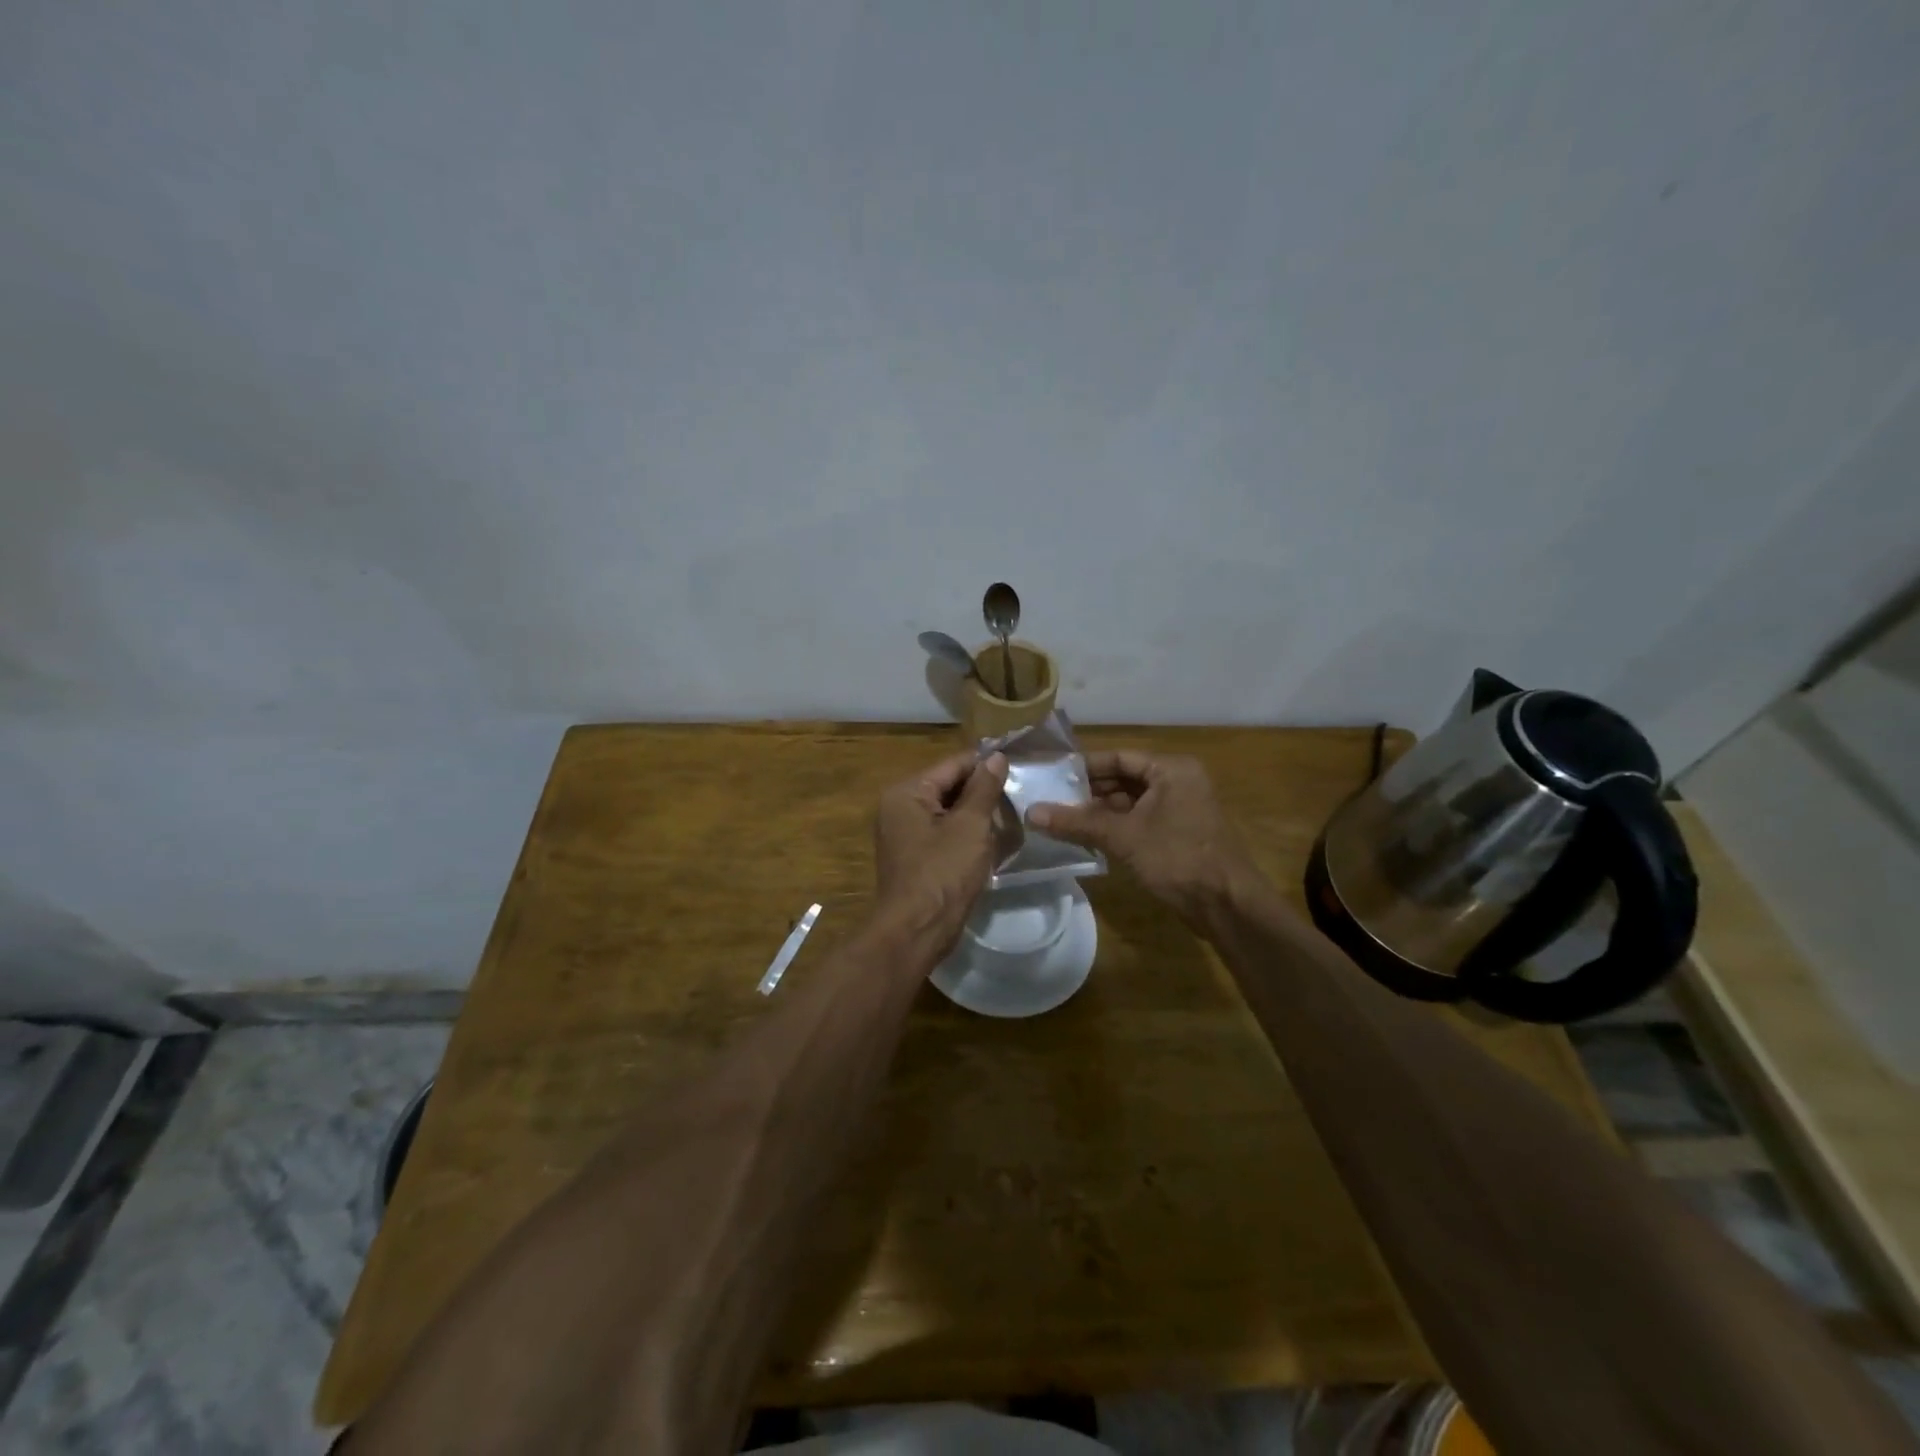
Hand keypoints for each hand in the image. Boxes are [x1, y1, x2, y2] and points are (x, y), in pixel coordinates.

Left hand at [873, 750, 1008, 950]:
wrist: (917, 931)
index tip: (1020, 766)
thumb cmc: (943, 872)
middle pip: (949, 787)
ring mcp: (904, 834)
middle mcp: (899, 807)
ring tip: (1012, 817)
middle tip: (1020, 795)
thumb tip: (996, 757)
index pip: (953, 765)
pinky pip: (944, 834)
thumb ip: (984, 788)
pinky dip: (966, 835)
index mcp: (907, 792)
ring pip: (949, 812)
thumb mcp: (970, 826)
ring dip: (977, 816)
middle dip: (983, 792)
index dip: (986, 765)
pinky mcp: (914, 857)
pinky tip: (993, 842)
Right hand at [1029, 750, 1263, 925]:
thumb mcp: (1123, 837)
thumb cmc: (1177, 858)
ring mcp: (1182, 809)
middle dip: (1090, 792)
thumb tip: (1032, 812)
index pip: (1119, 757)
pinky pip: (1142, 821)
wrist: (1227, 905)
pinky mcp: (1180, 834)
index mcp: (1172, 770)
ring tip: (1064, 821)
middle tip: (1053, 801)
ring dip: (1102, 812)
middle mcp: (1179, 782)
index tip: (1053, 777)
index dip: (1085, 767)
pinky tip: (1090, 839)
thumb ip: (1077, 822)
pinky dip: (1117, 827)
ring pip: (1132, 802)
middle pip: (1125, 779)